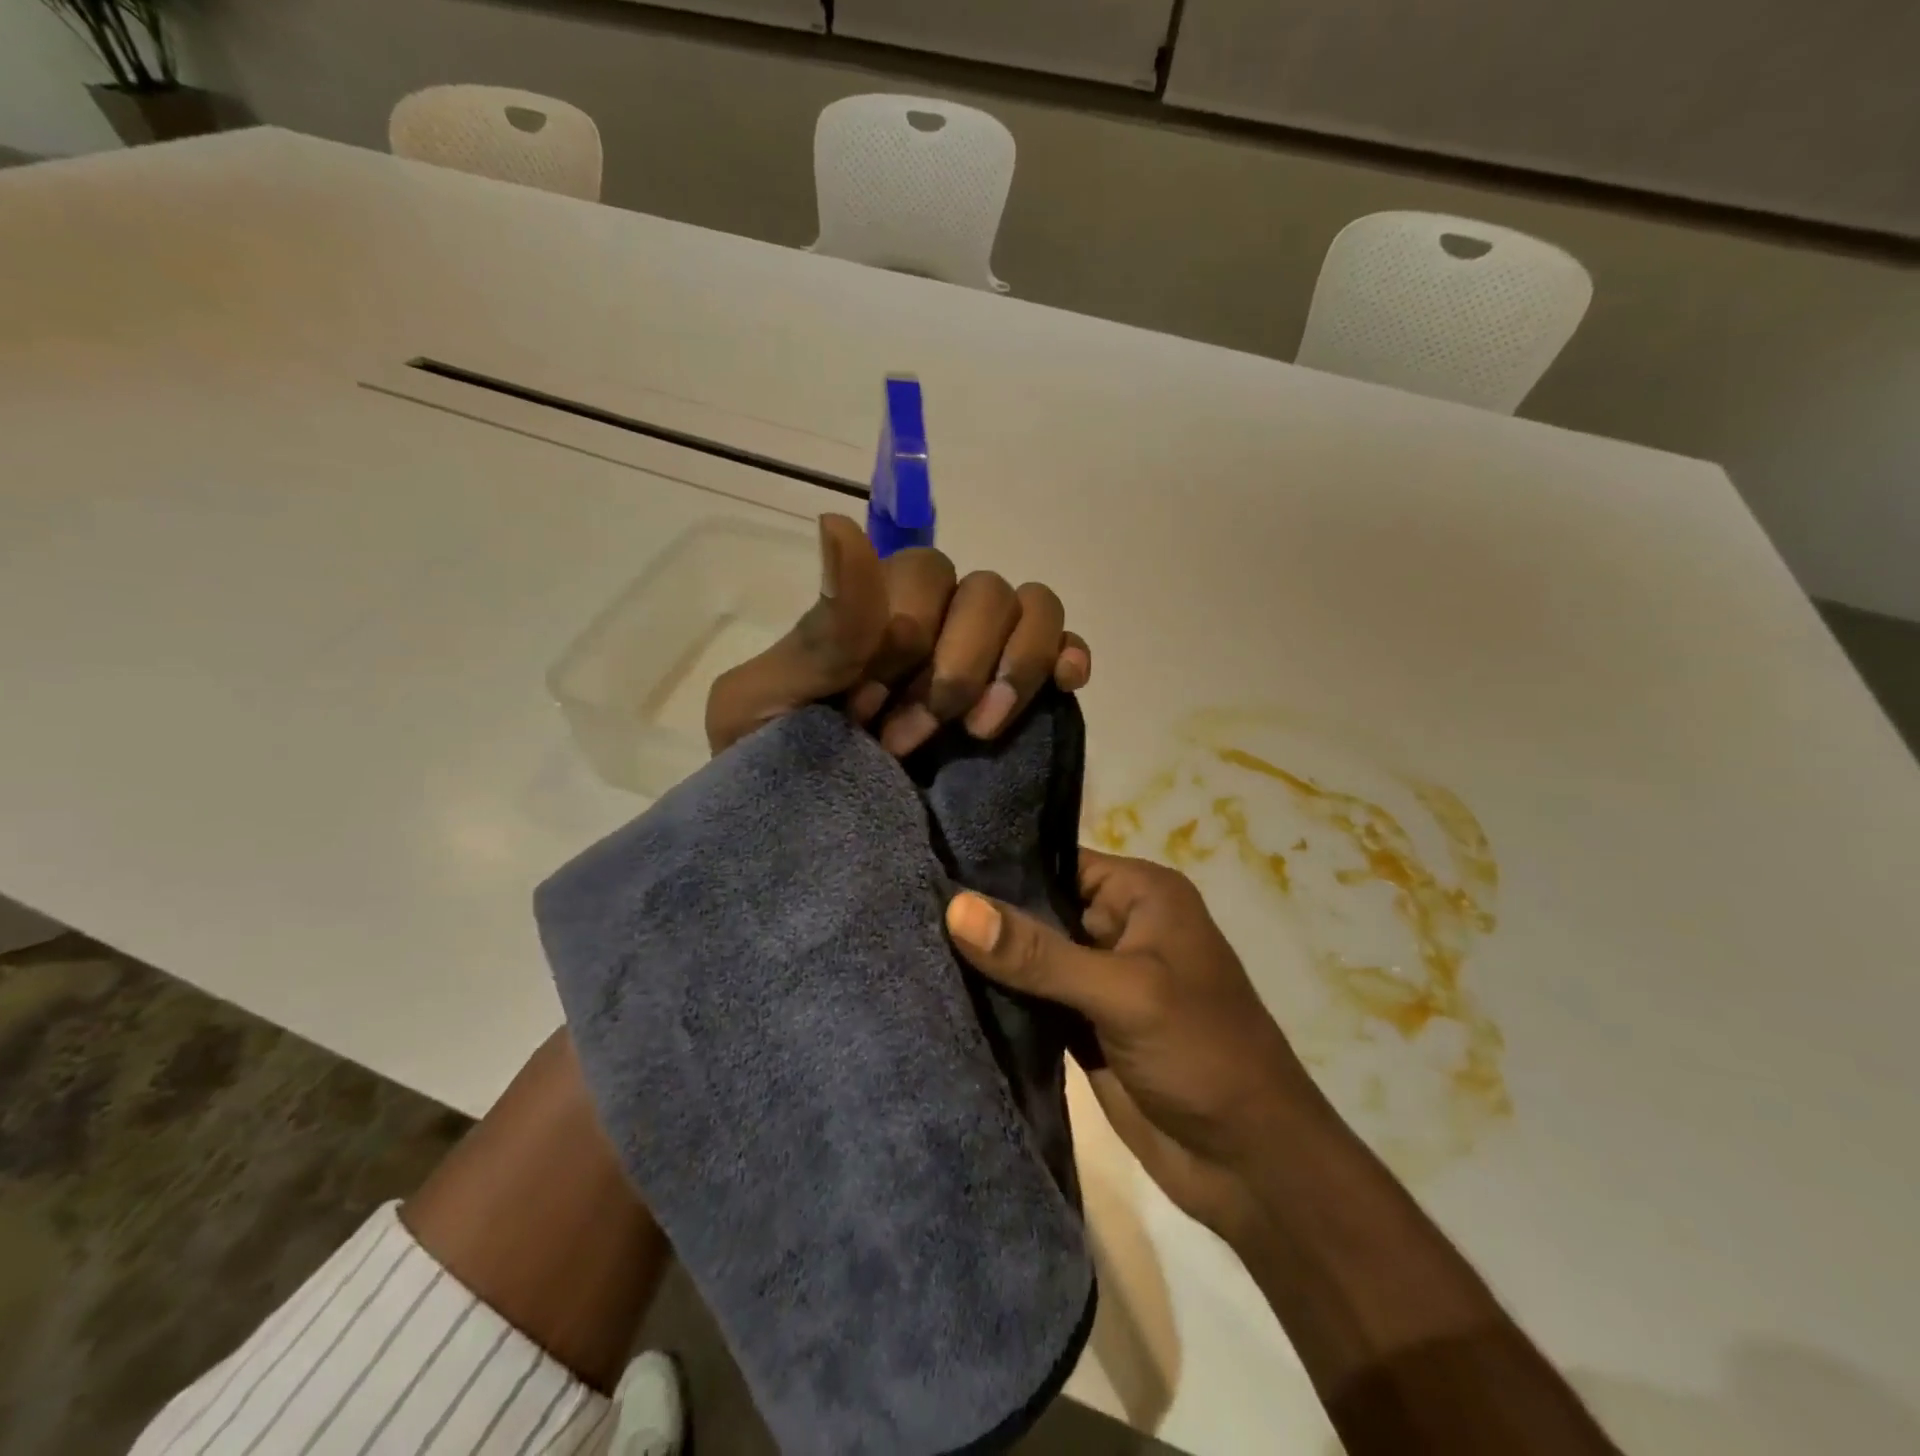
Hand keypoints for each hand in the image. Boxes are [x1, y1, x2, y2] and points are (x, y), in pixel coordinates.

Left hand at [706, 514, 1090, 756]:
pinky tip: (1066, 683)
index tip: (867, 712)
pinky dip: (1068, 656)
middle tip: (910, 741)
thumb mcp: (771, 701)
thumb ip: (822, 628)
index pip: (924, 574)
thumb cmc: (771, 766)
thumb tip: (838, 524)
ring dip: (1013, 666)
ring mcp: (981, 658)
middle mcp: (934, 623)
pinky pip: (1064, 647)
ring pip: (1032, 608)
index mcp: (873, 612)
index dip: (907, 638)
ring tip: (980, 730)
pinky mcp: (1017, 698)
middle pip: (985, 591)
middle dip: (955, 667)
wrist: (799, 837)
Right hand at [945, 850, 1324, 1236]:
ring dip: (988, 961)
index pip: (1058, 863)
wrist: (1251, 1165)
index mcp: (1141, 895)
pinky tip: (944, 991)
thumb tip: (954, 906)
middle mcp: (1120, 927)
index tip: (933, 866)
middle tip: (911, 907)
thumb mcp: (1123, 992)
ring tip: (914, 943)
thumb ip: (1038, 953)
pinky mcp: (1084, 1027)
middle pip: (1039, 909)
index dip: (1000, 867)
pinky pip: (1033, 1002)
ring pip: (1032, 958)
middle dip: (985, 915)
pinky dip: (1000, 1001)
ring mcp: (1100, 980)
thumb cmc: (1202, 1053)